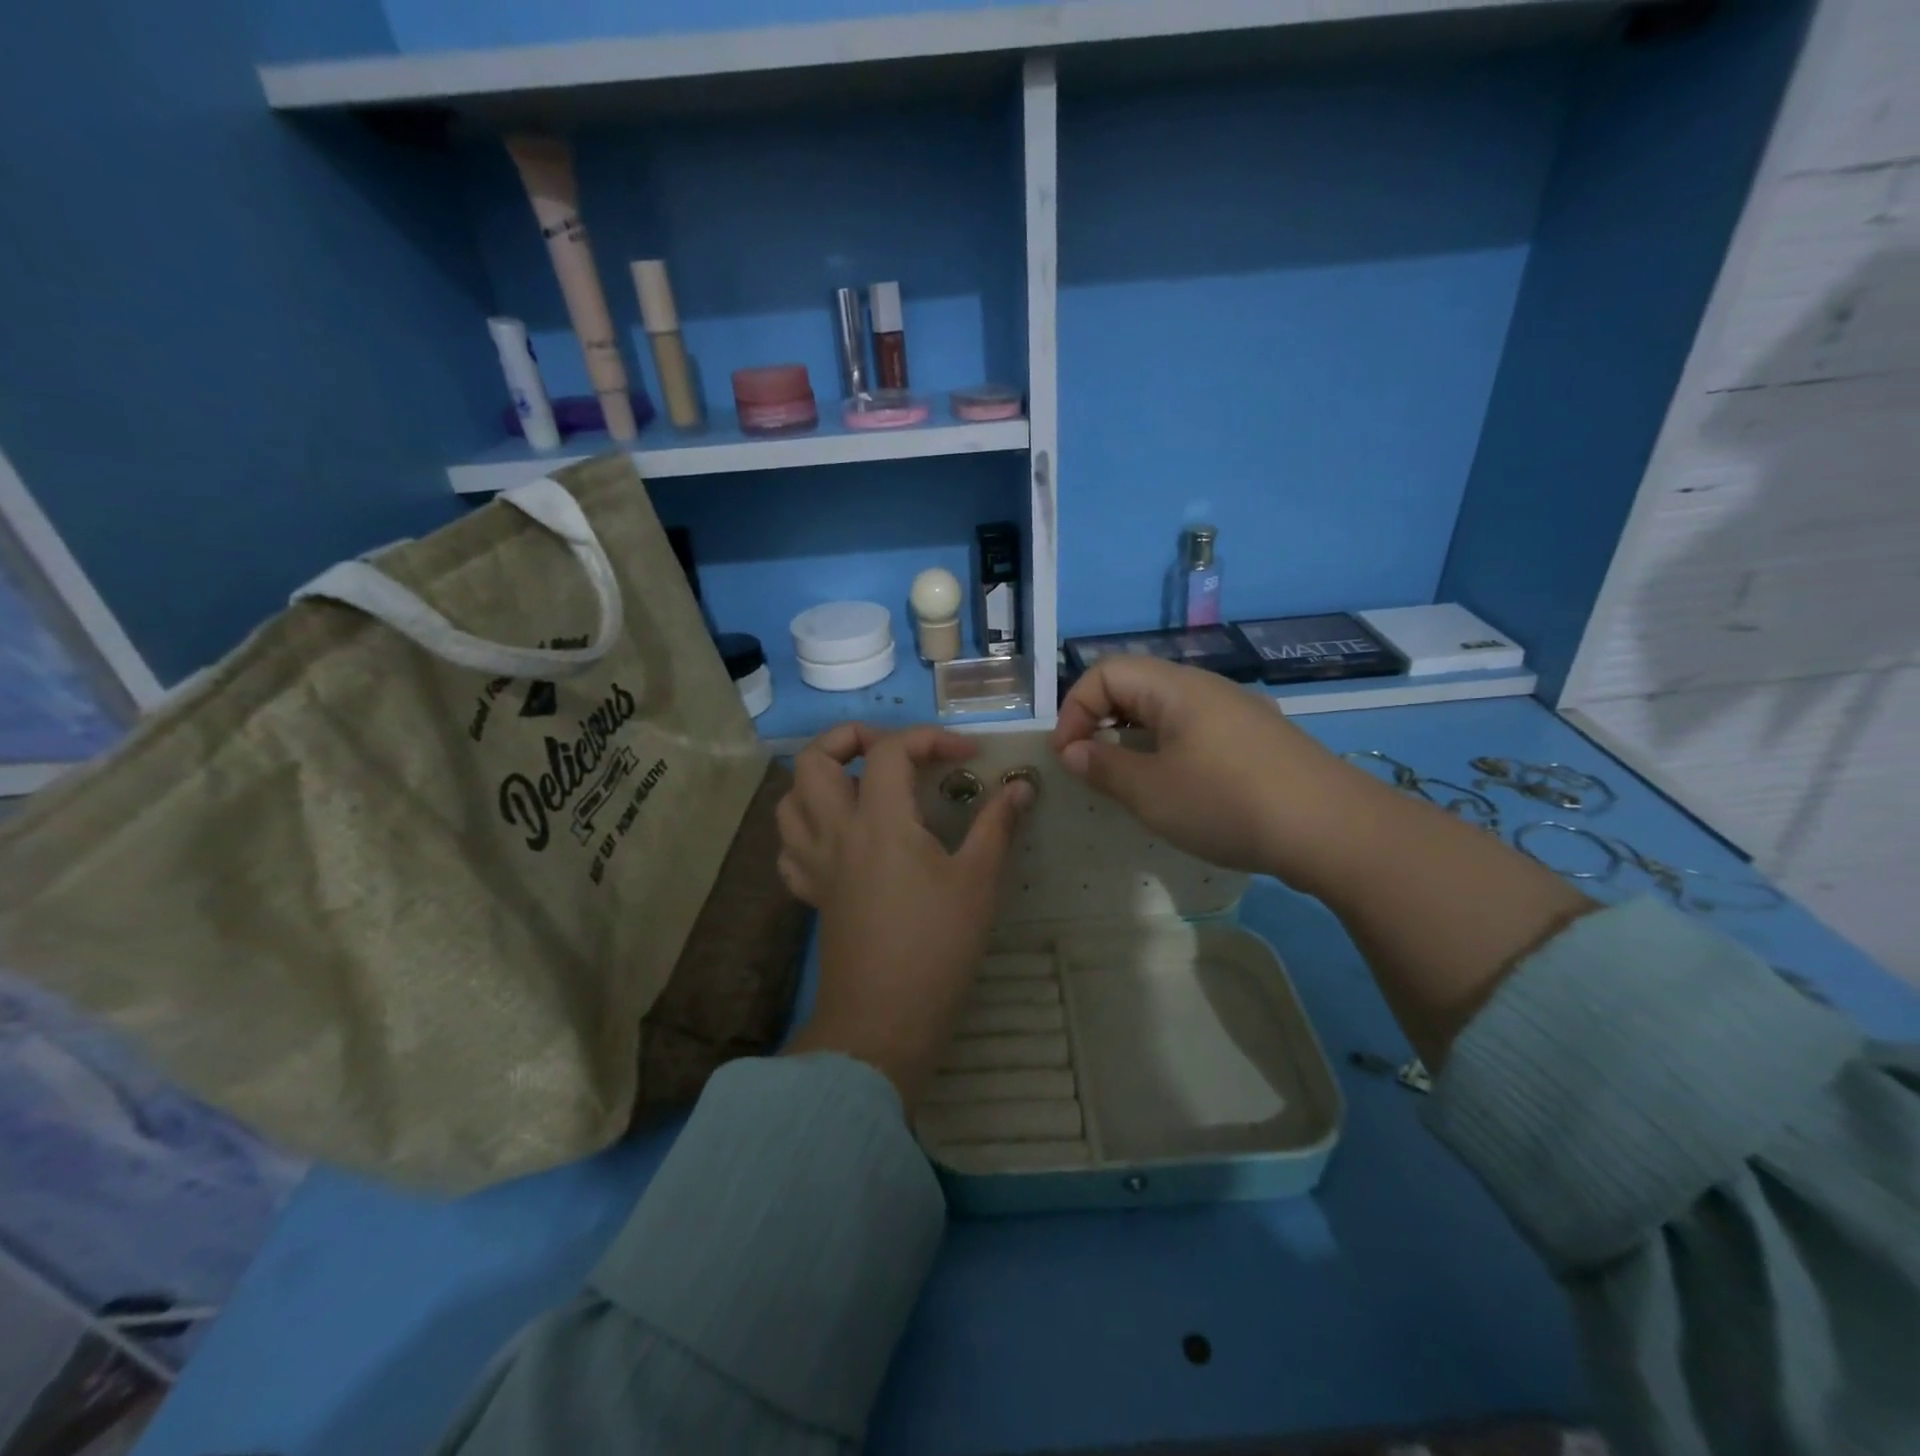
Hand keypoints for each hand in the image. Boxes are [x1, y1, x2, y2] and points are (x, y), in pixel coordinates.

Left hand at [776, 724, 1032, 1112]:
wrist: (883, 1021)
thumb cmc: (936, 947)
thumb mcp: (978, 882)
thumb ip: (995, 826)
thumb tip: (1018, 788)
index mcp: (879, 821)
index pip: (890, 750)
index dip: (930, 738)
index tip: (967, 756)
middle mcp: (836, 832)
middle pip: (814, 760)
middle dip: (848, 738)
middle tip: (889, 750)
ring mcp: (816, 864)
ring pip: (789, 800)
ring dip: (819, 779)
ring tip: (858, 785)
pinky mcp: (811, 894)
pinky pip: (790, 848)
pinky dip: (807, 829)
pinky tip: (837, 838)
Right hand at [1050, 656, 1385, 894]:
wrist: (1334, 830)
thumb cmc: (1228, 803)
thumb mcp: (1151, 792)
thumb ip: (1104, 767)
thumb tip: (1073, 751)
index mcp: (1176, 688)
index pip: (1105, 672)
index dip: (1074, 709)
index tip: (1068, 757)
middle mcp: (1206, 688)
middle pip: (1136, 685)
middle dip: (1101, 721)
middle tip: (1092, 766)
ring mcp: (1238, 712)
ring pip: (1167, 710)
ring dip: (1135, 738)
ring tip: (1129, 780)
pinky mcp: (1258, 739)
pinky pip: (1196, 730)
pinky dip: (1168, 749)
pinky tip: (1178, 788)